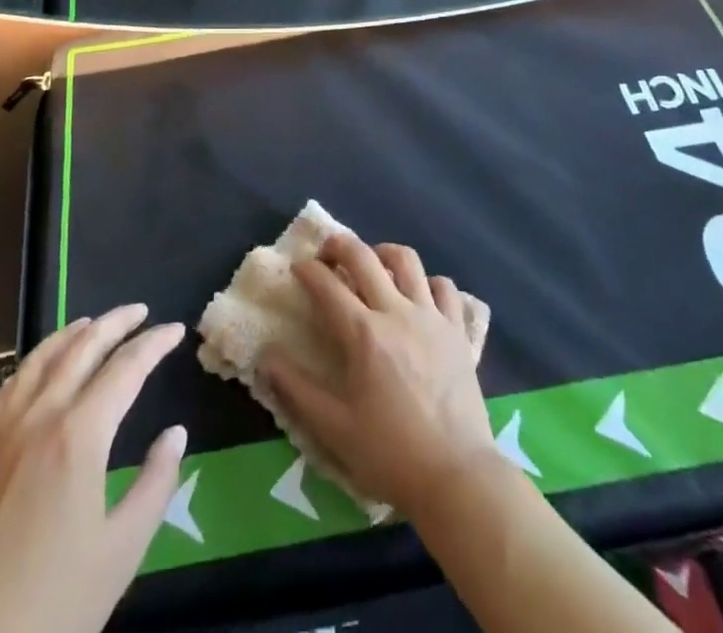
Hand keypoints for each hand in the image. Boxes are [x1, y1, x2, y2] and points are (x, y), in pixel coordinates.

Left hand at [0, 305, 186, 632]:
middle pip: (82, 347)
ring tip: (93, 322)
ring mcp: (2, 431)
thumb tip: (175, 434)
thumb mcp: (120, 553)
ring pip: (41, 358)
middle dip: (115, 322)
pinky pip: (10, 386)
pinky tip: (40, 369)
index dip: (154, 344)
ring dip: (72, 333)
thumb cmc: (50, 608)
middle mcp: (40, 416)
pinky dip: (34, 362)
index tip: (176, 329)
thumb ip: (155, 485)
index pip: (125, 369)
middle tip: (141, 310)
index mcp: (79, 435)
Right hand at [259, 235, 493, 513]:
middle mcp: (396, 312)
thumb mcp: (334, 428)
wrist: (457, 476)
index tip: (297, 269)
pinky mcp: (457, 330)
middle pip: (364, 256)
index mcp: (363, 333)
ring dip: (383, 253)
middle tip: (327, 253)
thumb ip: (296, 389)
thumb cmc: (390, 453)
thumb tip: (265, 357)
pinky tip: (419, 295)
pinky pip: (444, 288)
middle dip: (339, 245)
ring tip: (373, 263)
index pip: (327, 285)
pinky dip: (429, 282)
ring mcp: (431, 317)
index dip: (307, 270)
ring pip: (406, 260)